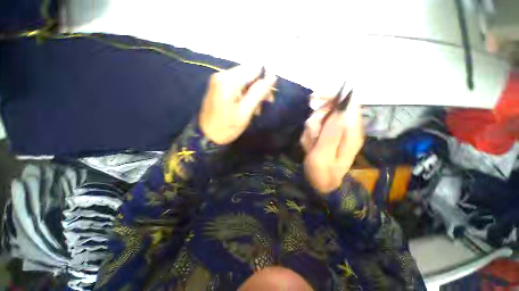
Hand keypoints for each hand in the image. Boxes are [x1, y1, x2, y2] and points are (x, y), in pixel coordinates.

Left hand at [199, 65, 276, 144]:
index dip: (265, 80)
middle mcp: (222, 74)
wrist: (206, 136)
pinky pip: (237, 84)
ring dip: (253, 92)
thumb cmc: (227, 127)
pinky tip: (248, 105)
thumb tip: (272, 76)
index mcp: (228, 80)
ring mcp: (219, 80)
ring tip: (257, 108)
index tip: (269, 95)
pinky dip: (245, 93)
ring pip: (244, 79)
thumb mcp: (245, 112)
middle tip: (265, 103)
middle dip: (259, 87)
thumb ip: (258, 93)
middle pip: (249, 73)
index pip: (254, 69)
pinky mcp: (219, 86)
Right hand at [300, 95, 363, 194]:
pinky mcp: (328, 134)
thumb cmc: (322, 174)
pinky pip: (315, 126)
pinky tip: (310, 146)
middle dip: (316, 119)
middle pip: (331, 109)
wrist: (320, 184)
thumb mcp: (323, 156)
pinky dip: (309, 134)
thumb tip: (340, 109)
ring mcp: (336, 131)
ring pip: (320, 118)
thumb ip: (331, 134)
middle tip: (312, 135)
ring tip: (310, 145)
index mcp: (351, 133)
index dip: (333, 98)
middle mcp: (347, 129)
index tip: (315, 100)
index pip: (349, 104)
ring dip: (311, 130)